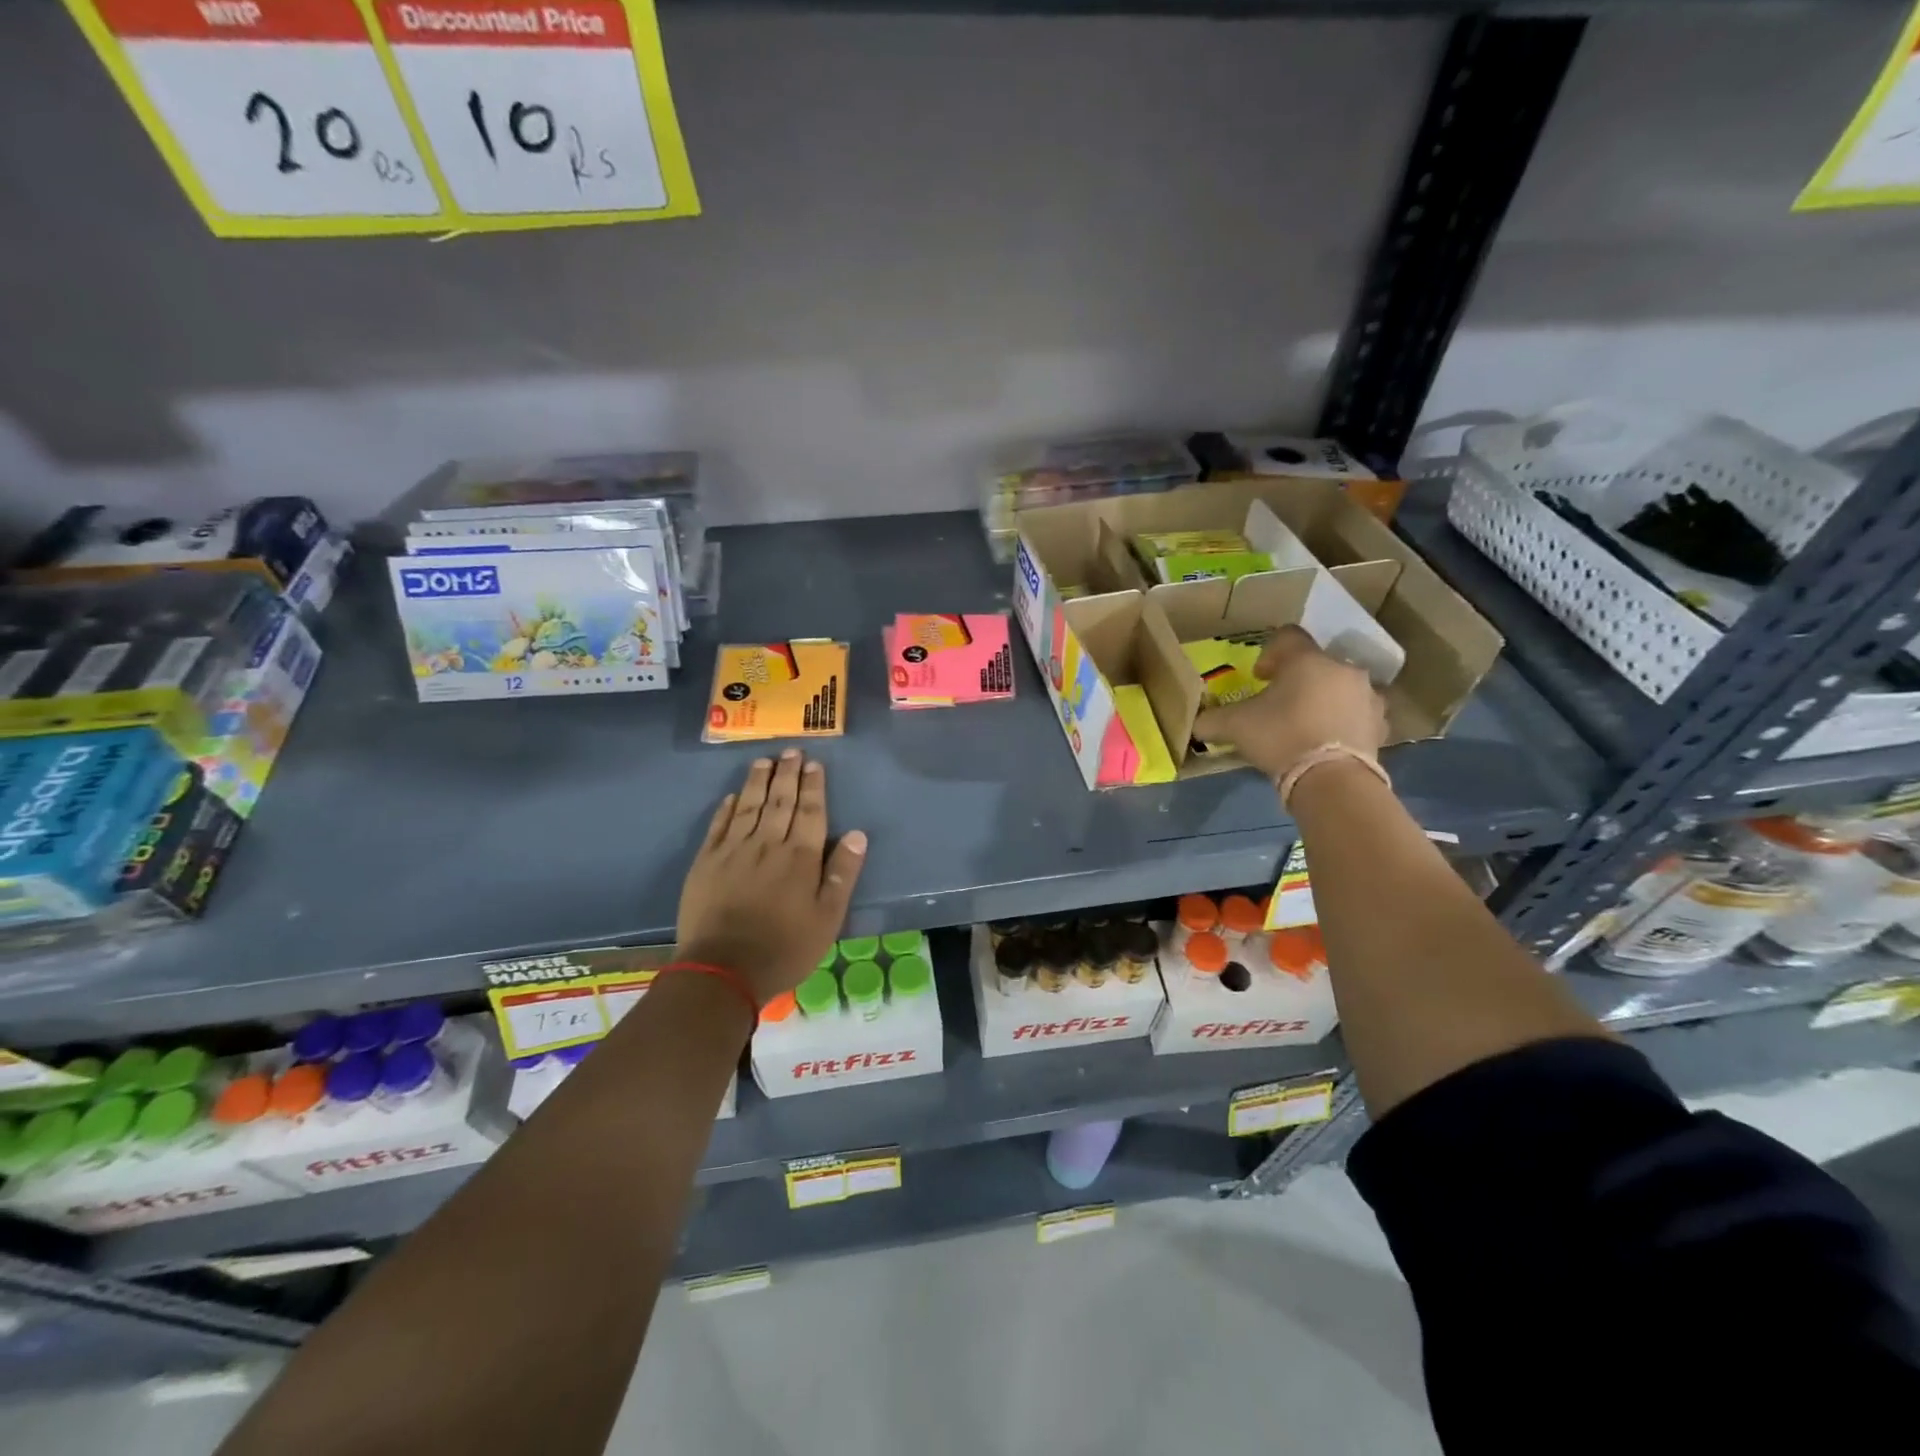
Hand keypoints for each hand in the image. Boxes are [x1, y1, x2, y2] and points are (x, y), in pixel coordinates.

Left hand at [676, 749, 868, 1005]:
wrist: (722, 969)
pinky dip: (727, 808)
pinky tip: (733, 796)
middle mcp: (768, 844)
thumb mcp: (827, 918)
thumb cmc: (784, 948)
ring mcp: (733, 851)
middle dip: (787, 774)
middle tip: (791, 751)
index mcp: (800, 857)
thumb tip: (858, 834)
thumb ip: (842, 874)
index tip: (814, 764)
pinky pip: (719, 826)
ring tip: (764, 761)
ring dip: (758, 781)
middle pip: (780, 801)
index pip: (811, 812)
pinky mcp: (706, 863)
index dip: (813, 786)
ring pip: (748, 806)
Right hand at [1192, 626, 1387, 781]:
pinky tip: (1328, 743)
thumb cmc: (1280, 736)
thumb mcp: (1234, 726)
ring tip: (1306, 725)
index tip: (1260, 678)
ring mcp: (1367, 696)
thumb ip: (1212, 720)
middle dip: (1299, 680)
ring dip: (1324, 699)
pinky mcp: (1380, 725)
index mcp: (1306, 660)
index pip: (1287, 636)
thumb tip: (1197, 724)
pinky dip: (1344, 723)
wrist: (1332, 778)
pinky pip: (1358, 715)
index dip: (1269, 653)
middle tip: (1280, 704)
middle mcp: (1342, 669)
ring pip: (1341, 688)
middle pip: (1317, 664)